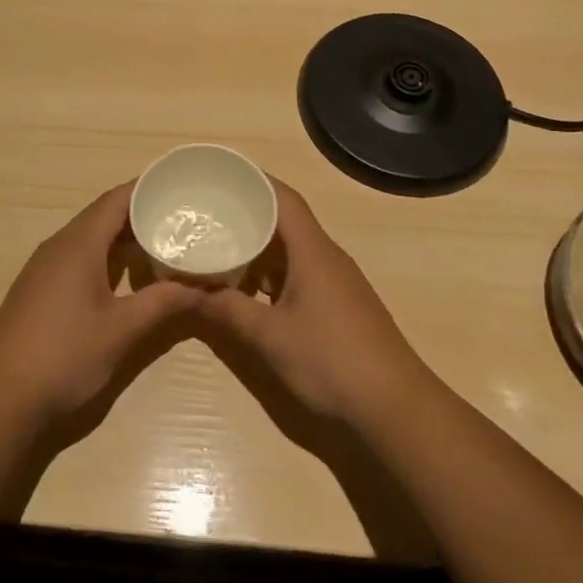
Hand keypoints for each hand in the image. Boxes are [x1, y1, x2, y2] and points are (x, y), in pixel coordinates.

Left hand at [0, 183, 199, 424]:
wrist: (1, 397)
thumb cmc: (65, 356)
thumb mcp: (122, 330)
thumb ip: (163, 303)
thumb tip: (203, 287)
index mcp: (79, 244)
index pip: (117, 199)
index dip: (147, 188)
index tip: (180, 185)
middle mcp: (59, 245)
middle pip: (103, 214)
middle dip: (141, 212)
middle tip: (180, 216)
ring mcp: (44, 267)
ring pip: (90, 236)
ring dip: (123, 236)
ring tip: (161, 241)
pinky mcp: (39, 288)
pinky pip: (77, 255)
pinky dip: (105, 255)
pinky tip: (124, 274)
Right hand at [196, 179, 430, 428]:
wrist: (396, 407)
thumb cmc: (331, 360)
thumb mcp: (269, 336)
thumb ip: (227, 309)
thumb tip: (186, 289)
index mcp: (313, 250)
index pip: (283, 198)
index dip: (254, 180)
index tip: (220, 175)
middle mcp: (326, 257)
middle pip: (286, 220)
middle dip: (249, 213)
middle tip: (209, 213)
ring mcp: (336, 282)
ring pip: (292, 250)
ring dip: (260, 247)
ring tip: (221, 248)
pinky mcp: (340, 305)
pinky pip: (300, 272)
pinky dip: (273, 273)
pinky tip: (250, 292)